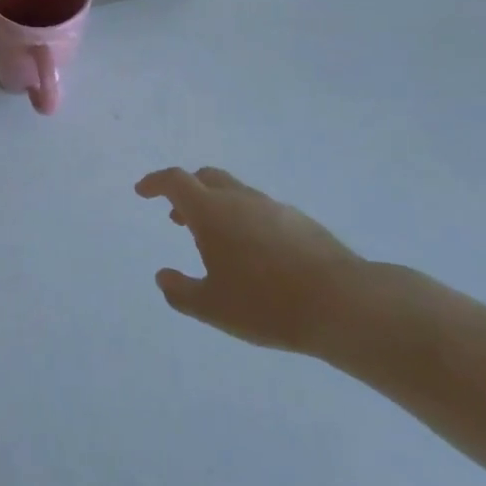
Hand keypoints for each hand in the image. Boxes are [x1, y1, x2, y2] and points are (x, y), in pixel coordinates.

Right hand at [137, 166, 364, 354]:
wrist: (344, 303)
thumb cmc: (266, 304)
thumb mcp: (212, 307)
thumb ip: (180, 292)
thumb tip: (163, 277)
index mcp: (212, 212)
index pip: (175, 181)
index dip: (154, 182)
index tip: (142, 192)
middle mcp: (241, 200)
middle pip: (206, 178)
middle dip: (186, 191)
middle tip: (176, 216)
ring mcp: (274, 207)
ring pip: (235, 192)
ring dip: (216, 206)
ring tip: (214, 239)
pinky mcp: (301, 222)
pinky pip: (260, 210)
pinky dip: (244, 219)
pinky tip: (253, 253)